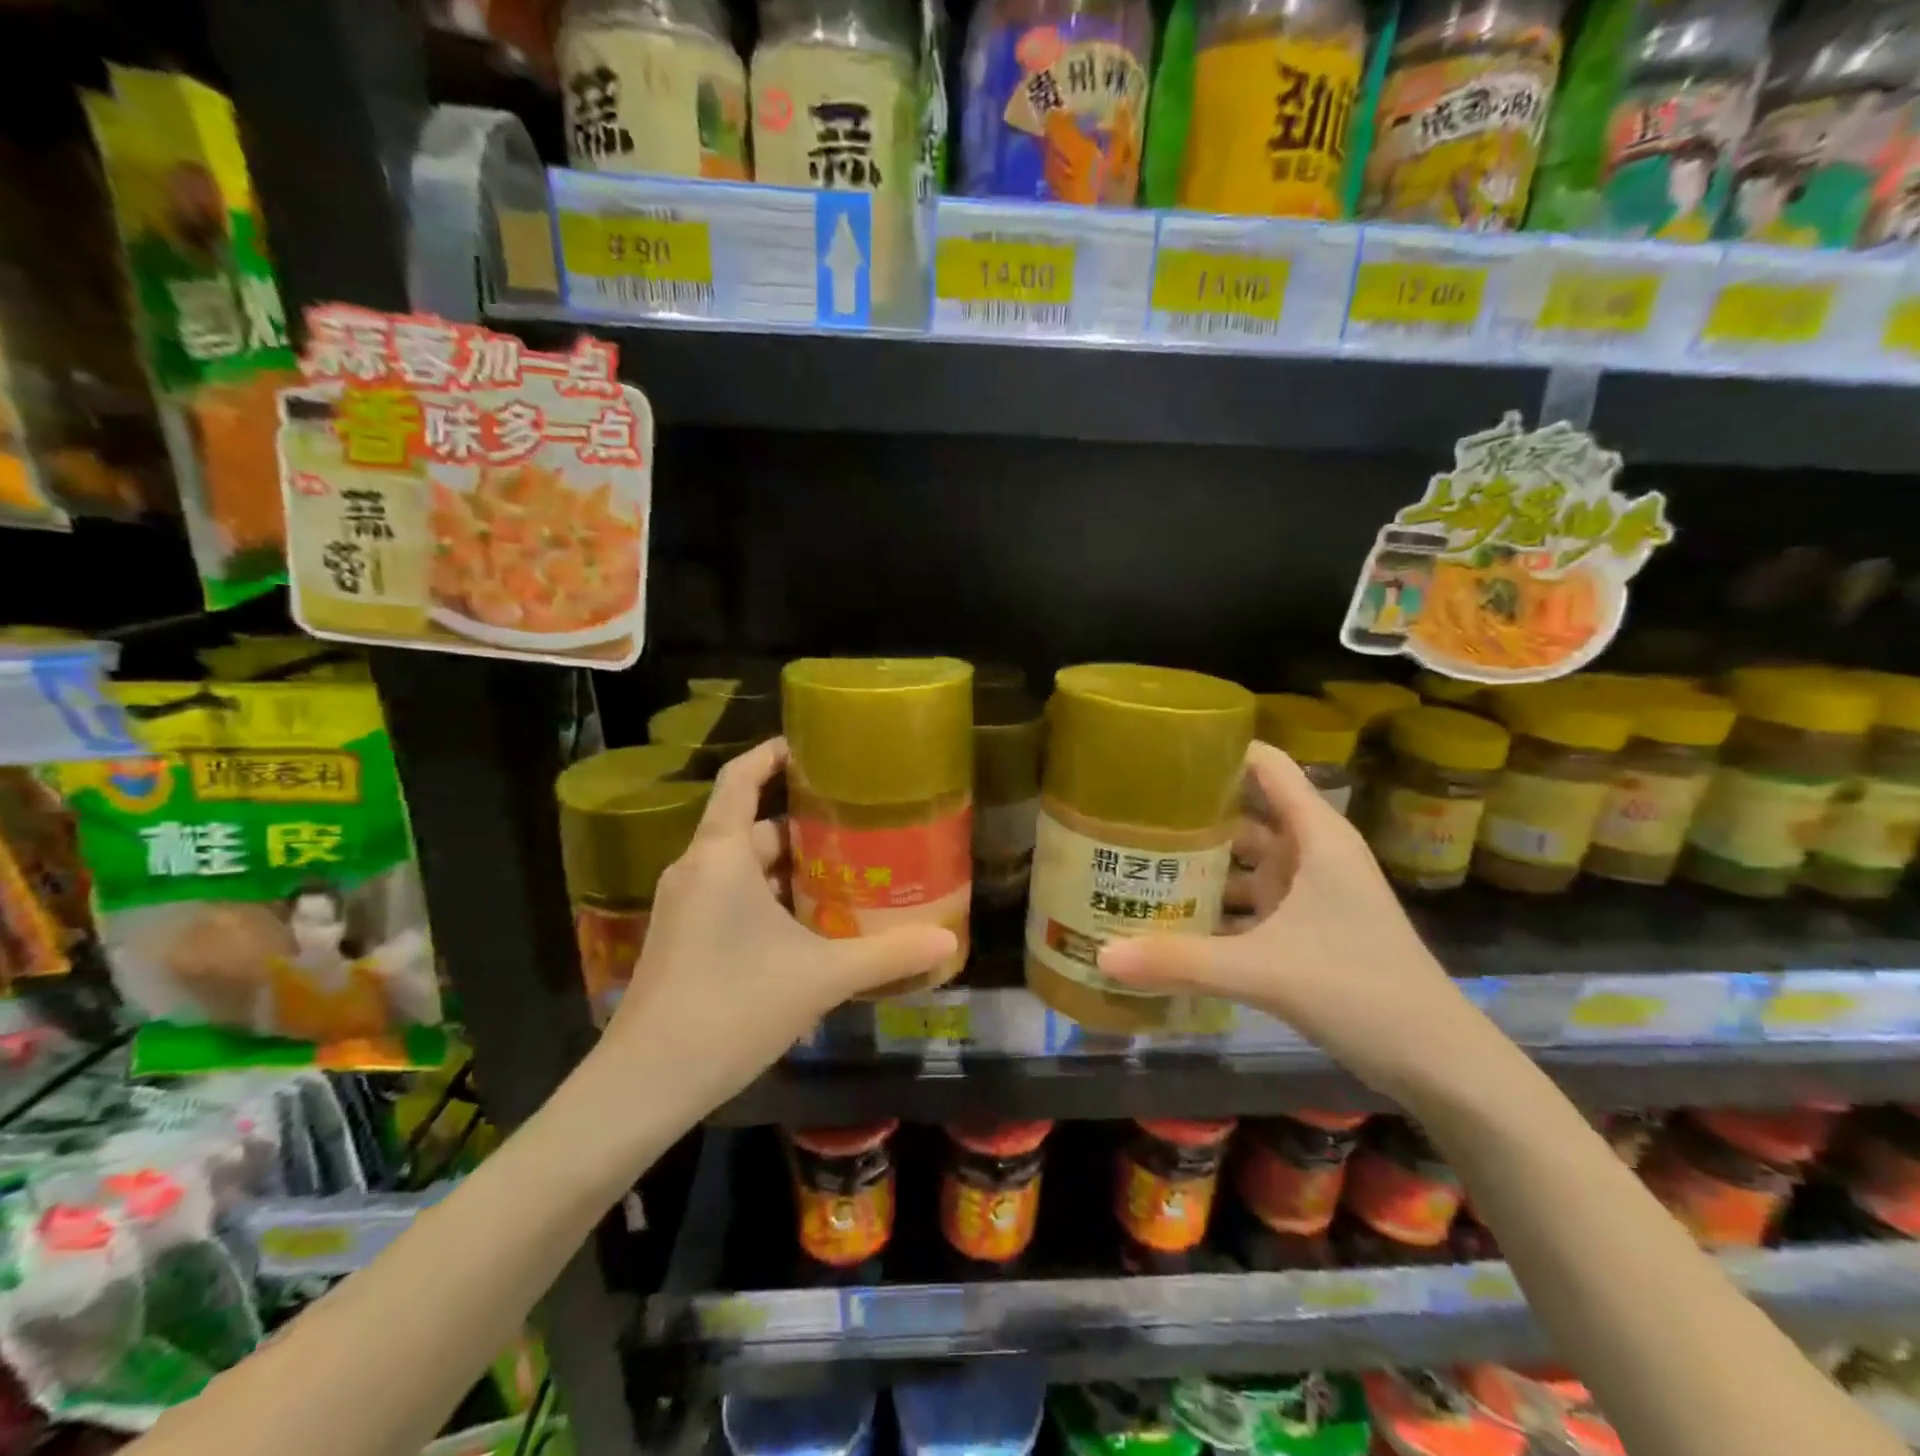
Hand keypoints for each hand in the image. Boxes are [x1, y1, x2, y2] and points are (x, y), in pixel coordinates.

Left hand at [593, 737, 956, 1121]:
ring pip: (741, 866)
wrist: (645, 1084)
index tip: (812, 746)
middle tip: (854, 824)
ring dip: (786, 866)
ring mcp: (684, 907)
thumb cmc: (732, 1007)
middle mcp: (696, 870)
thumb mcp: (820, 977)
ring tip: (842, 871)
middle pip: (750, 825)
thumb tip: (948, 941)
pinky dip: (766, 897)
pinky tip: (806, 926)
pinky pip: (728, 897)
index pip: (740, 778)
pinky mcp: (681, 940)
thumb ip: (887, 955)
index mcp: (720, 855)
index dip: (772, 754)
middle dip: (800, 822)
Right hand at [1096, 741, 1487, 1102]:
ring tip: (1135, 859)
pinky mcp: (1304, 928)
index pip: (1266, 766)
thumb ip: (1181, 960)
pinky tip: (1169, 917)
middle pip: (1243, 812)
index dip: (1218, 751)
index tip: (1159, 754)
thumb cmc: (1361, 990)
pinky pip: (1248, 901)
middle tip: (1126, 811)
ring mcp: (1309, 892)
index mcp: (1315, 835)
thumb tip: (1101, 956)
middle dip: (1190, 812)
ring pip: (1243, 861)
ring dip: (1199, 862)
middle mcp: (1311, 853)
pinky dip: (1214, 904)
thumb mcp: (1264, 970)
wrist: (1437, 1061)